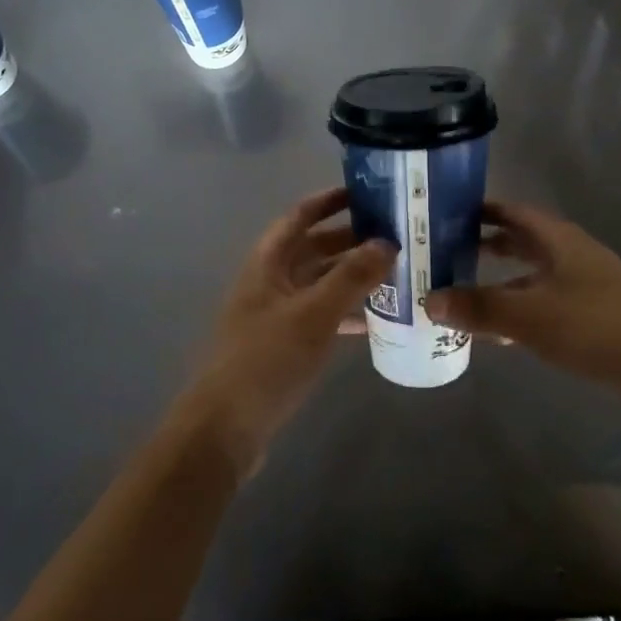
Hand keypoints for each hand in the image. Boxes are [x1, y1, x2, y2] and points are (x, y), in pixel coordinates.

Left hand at [179, 187, 395, 472]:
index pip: (299, 216)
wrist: (225, 428)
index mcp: (268, 262)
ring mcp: (276, 314)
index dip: (329, 200)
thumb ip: (351, 277)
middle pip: (313, 248)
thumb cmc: (267, 359)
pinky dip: (345, 312)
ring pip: (319, 283)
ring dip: (351, 276)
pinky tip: (375, 319)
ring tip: (394, 274)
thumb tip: (387, 243)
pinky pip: (320, 316)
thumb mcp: (314, 314)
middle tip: (394, 236)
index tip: (365, 192)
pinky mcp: (284, 345)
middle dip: (350, 240)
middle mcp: (271, 281)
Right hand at [425, 200, 620, 400]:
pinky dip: (518, 307)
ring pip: (531, 274)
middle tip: (444, 252)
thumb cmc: (598, 327)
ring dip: (500, 279)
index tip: (443, 214)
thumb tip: (428, 300)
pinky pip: (544, 302)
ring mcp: (584, 284)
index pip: (511, 211)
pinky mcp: (593, 315)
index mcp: (558, 239)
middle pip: (520, 241)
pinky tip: (498, 330)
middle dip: (485, 244)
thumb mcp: (530, 316)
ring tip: (462, 290)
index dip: (479, 210)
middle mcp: (570, 254)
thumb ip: (478, 308)